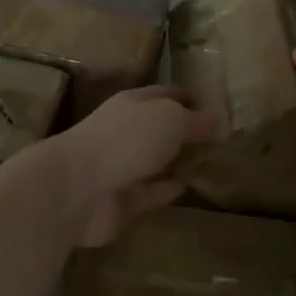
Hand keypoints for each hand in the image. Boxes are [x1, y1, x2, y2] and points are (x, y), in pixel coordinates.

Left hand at [44, 85, 219, 246]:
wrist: (77, 189)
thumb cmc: (125, 140)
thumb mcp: (170, 120)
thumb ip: (195, 121)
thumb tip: (218, 119)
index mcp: (132, 103)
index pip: (163, 94)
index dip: (185, 96)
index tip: (210, 102)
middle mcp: (125, 131)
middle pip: (157, 127)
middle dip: (182, 130)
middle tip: (217, 137)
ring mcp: (120, 167)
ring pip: (153, 160)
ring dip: (175, 161)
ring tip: (207, 162)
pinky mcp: (121, 201)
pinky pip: (149, 192)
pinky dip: (165, 189)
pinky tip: (186, 187)